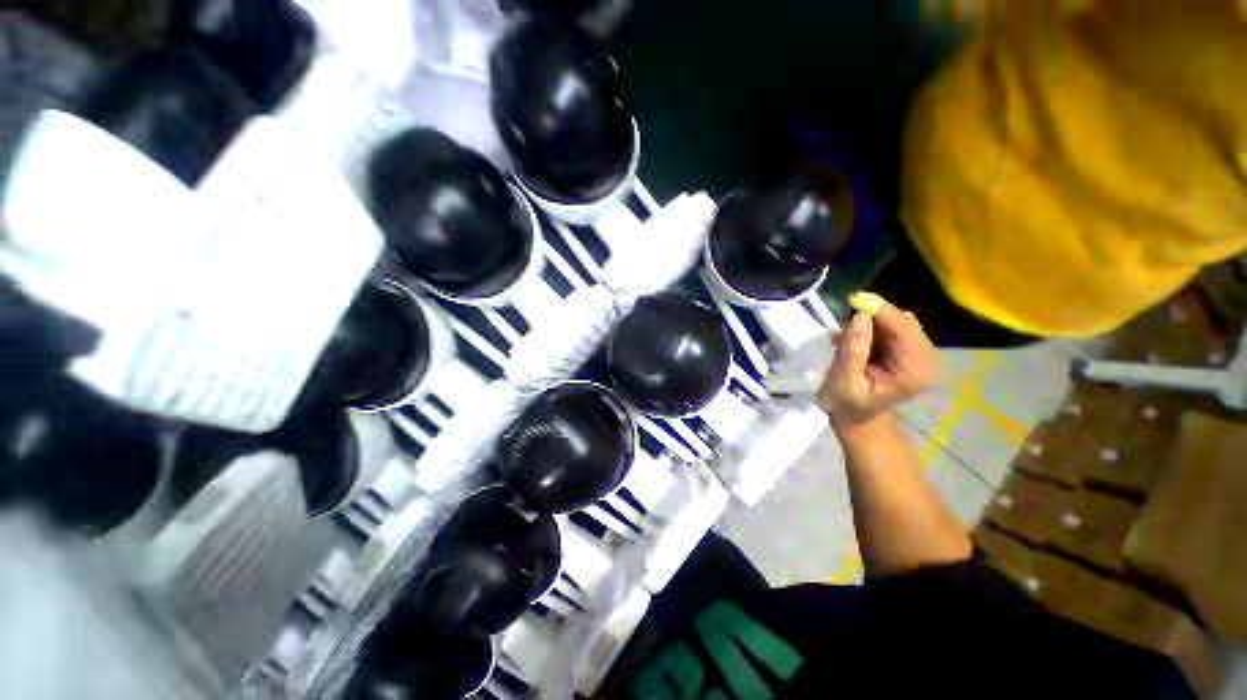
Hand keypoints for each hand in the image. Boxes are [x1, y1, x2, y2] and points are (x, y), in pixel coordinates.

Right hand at [818, 300, 937, 427]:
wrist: (857, 418)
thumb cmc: (847, 404)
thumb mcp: (843, 381)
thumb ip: (852, 351)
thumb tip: (860, 316)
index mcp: (915, 370)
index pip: (903, 329)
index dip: (880, 311)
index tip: (853, 299)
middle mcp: (926, 359)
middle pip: (903, 322)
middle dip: (874, 316)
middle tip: (845, 320)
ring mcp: (921, 354)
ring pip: (898, 322)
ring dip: (872, 321)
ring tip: (847, 334)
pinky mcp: (911, 351)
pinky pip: (894, 327)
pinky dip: (874, 327)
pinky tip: (859, 337)